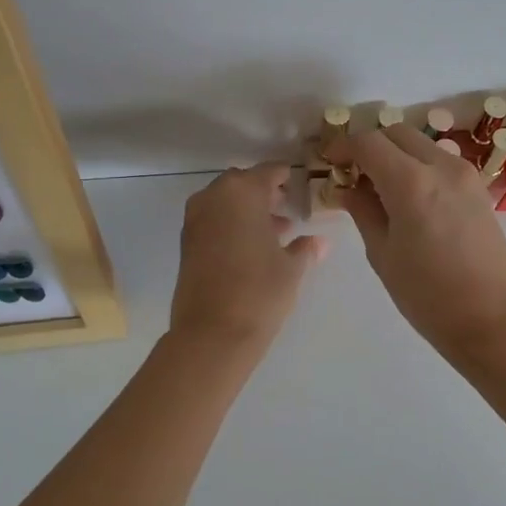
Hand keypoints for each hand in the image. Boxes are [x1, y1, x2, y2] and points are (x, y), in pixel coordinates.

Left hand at [169, 163, 326, 354]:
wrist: (212, 334)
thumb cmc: (259, 291)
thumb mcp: (292, 268)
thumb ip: (305, 248)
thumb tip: (320, 242)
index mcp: (242, 192)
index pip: (268, 172)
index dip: (285, 176)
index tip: (299, 183)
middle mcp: (214, 197)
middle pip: (242, 183)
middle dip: (264, 193)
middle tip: (286, 208)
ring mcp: (195, 219)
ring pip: (225, 202)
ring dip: (247, 210)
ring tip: (275, 231)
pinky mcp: (186, 243)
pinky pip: (213, 220)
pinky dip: (230, 224)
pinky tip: (251, 247)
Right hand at [326, 127, 505, 357]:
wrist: (493, 319)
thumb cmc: (428, 295)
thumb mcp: (383, 254)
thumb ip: (363, 211)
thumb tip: (347, 188)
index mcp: (411, 182)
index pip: (368, 142)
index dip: (343, 146)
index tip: (329, 161)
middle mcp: (441, 166)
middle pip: (397, 132)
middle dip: (371, 145)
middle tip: (353, 173)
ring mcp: (465, 174)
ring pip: (421, 144)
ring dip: (396, 153)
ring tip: (380, 187)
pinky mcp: (479, 187)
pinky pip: (440, 161)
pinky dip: (418, 165)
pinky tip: (409, 197)